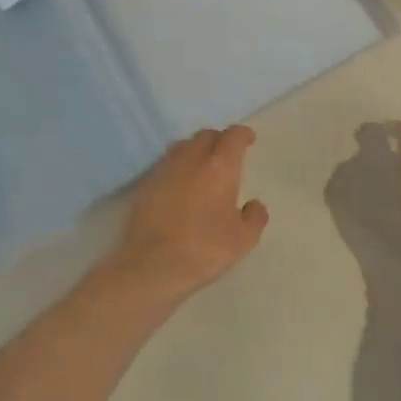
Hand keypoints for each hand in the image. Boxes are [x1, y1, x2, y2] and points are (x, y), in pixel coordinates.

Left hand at [114, 126, 267, 297]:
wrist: (151, 265)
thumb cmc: (203, 249)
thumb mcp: (242, 240)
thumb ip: (254, 217)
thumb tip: (254, 204)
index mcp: (220, 167)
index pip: (233, 137)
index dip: (242, 134)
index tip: (249, 139)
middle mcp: (191, 159)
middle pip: (206, 135)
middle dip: (219, 139)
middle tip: (226, 154)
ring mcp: (165, 170)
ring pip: (183, 146)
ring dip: (196, 149)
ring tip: (202, 165)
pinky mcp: (146, 184)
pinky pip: (166, 164)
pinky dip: (178, 166)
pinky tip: (180, 184)